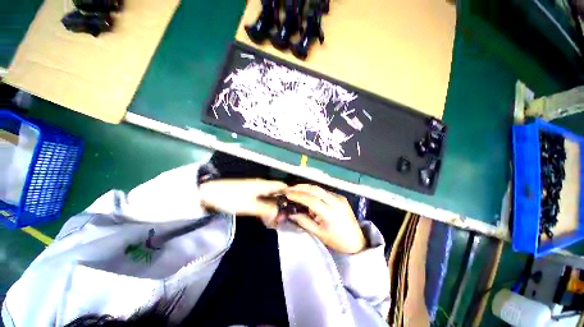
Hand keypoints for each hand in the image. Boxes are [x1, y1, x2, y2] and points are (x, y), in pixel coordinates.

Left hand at [199, 179, 286, 226]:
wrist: (211, 193)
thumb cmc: (232, 198)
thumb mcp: (251, 206)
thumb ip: (267, 210)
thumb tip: (282, 215)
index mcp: (265, 185)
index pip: (283, 186)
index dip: (291, 193)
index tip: (296, 205)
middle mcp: (263, 184)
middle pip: (278, 191)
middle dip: (283, 202)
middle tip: (286, 215)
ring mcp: (256, 188)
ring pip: (271, 195)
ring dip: (275, 205)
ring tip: (278, 217)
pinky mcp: (250, 193)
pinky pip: (263, 198)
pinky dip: (267, 205)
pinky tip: (266, 214)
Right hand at [282, 184, 365, 253]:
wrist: (357, 241)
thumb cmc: (337, 241)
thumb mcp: (319, 234)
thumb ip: (304, 221)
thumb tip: (291, 212)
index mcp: (331, 213)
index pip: (311, 200)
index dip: (298, 196)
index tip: (287, 193)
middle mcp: (336, 202)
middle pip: (316, 189)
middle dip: (301, 187)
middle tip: (289, 188)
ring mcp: (340, 198)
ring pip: (320, 189)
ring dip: (306, 188)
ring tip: (295, 190)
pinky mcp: (341, 197)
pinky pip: (324, 192)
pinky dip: (314, 192)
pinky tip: (307, 195)